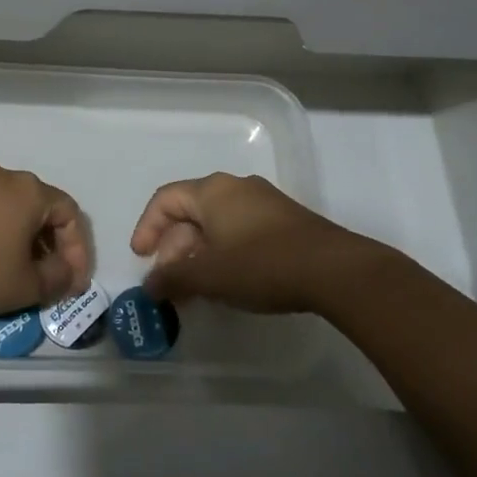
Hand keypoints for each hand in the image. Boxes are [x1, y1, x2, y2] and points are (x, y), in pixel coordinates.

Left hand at [0, 160, 91, 318]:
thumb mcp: (27, 286)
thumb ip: (57, 279)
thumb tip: (65, 274)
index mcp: (30, 190)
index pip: (69, 214)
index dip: (78, 250)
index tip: (72, 282)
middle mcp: (2, 176)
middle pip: (39, 207)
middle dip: (49, 244)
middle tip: (48, 277)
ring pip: (8, 208)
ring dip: (19, 238)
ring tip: (14, 271)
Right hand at [130, 172, 369, 313]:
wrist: (334, 270)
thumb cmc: (262, 264)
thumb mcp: (210, 275)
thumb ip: (173, 278)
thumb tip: (150, 285)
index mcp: (212, 191)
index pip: (166, 199)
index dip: (147, 227)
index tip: (141, 258)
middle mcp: (235, 187)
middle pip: (191, 212)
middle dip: (174, 248)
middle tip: (170, 283)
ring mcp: (263, 202)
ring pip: (216, 223)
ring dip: (199, 254)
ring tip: (197, 289)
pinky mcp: (285, 220)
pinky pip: (240, 230)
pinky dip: (224, 252)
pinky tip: (229, 282)